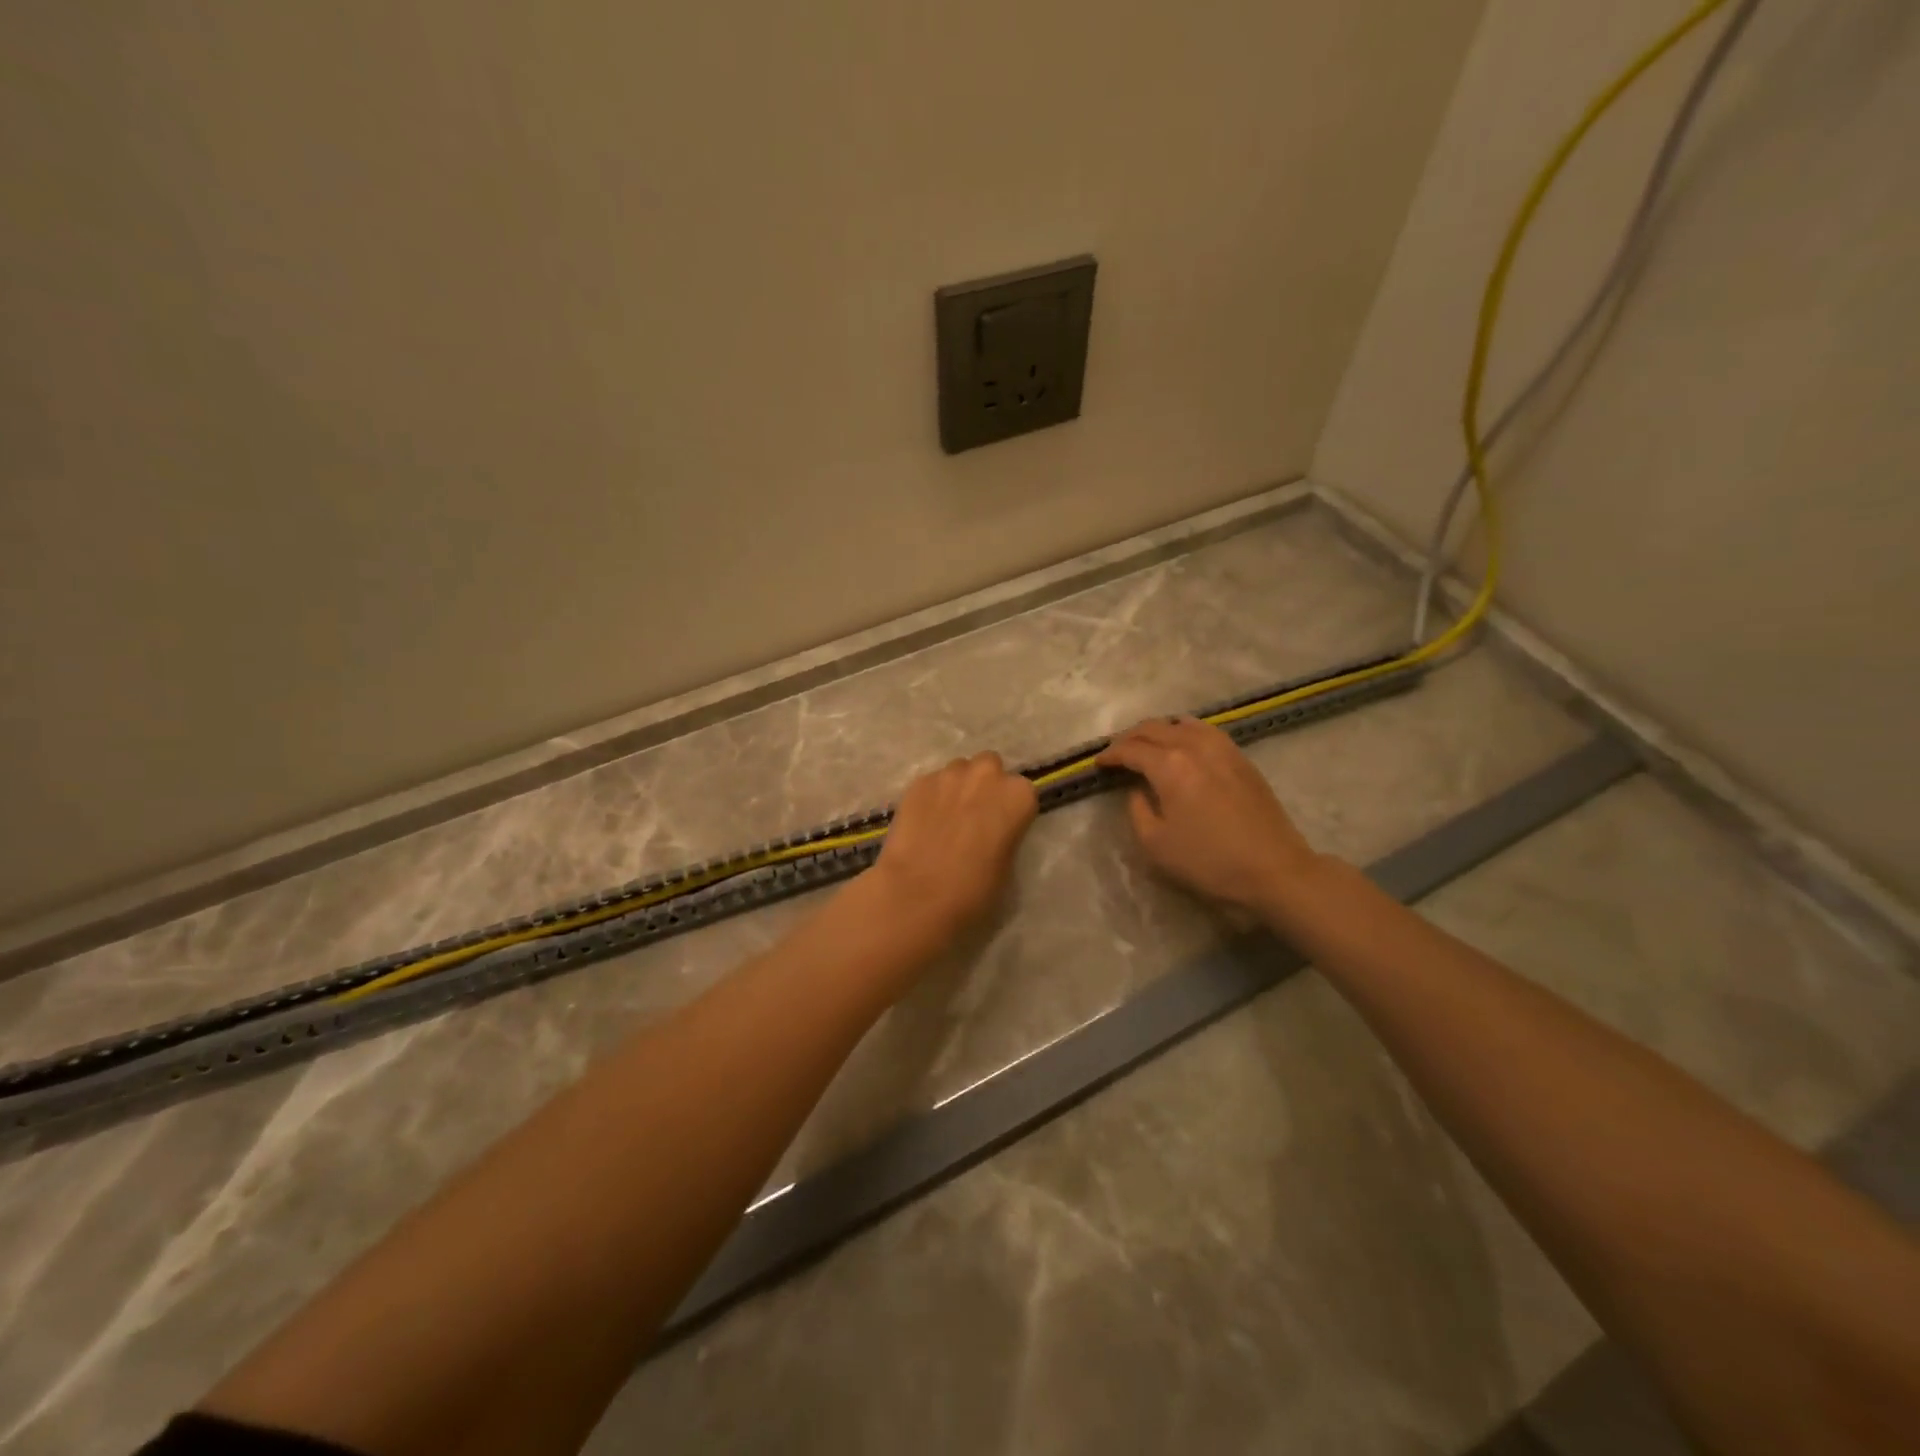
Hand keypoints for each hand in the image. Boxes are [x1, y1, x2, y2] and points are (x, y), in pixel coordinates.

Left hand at [870, 751, 1038, 946]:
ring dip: (957, 787)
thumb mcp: (1007, 865)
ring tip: (945, 818)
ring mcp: (949, 774)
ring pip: (958, 770)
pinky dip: (931, 797)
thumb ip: (1006, 834)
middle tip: (974, 815)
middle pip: (990, 767)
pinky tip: (923, 822)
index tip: (1001, 827)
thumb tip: (994, 831)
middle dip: (984, 785)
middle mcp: (986, 774)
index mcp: (1018, 795)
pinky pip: (932, 783)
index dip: (1010, 809)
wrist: (916, 894)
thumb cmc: (973, 890)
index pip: (1022, 792)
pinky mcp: (918, 782)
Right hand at [1097, 717, 1323, 919]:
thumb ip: (1137, 810)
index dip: (1110, 754)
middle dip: (1130, 737)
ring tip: (1147, 745)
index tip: (1098, 763)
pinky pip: (1205, 730)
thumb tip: (1137, 790)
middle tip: (1117, 753)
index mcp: (1170, 765)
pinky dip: (1184, 731)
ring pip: (1181, 723)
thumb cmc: (1209, 861)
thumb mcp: (1155, 844)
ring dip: (1158, 730)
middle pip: (1154, 728)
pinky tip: (1182, 745)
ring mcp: (1222, 747)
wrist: (1274, 870)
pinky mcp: (1241, 757)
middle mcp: (1194, 746)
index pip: (1131, 749)